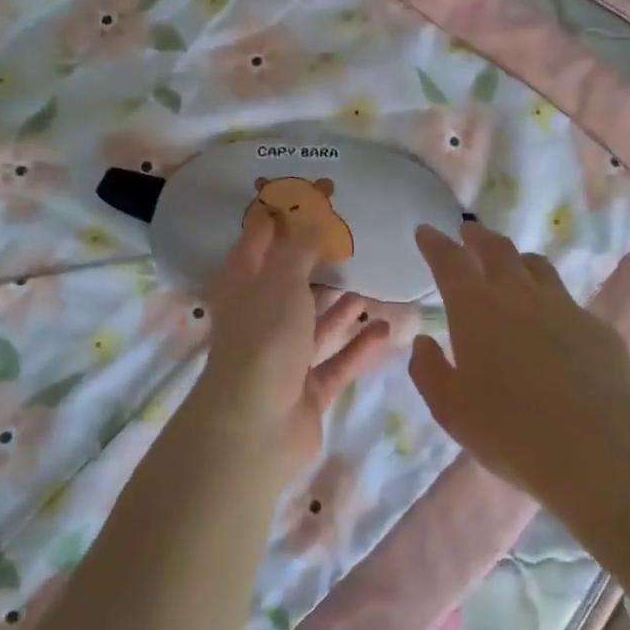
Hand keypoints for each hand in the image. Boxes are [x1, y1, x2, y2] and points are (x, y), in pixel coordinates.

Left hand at [193, 209, 391, 476]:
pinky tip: (387, 330)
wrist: (256, 427)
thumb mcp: (282, 281)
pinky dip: (359, 346)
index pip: (257, 245)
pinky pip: (336, 361)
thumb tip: (310, 217)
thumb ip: (300, 249)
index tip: (308, 202)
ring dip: (341, 309)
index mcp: (242, 289)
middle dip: (318, 269)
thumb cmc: (264, 339)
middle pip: (290, 286)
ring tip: (373, 289)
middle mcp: (259, 320)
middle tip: (352, 248)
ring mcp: (283, 358)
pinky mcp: (306, 389)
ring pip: (315, 326)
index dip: (278, 222)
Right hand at [409, 223, 629, 513]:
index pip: (450, 261)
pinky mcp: (598, 329)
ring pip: (538, 267)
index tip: (426, 231)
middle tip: (468, 233)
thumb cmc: (509, 431)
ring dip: (517, 259)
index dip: (435, 243)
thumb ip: (429, 370)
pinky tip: (552, 324)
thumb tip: (424, 341)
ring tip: (512, 265)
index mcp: (476, 309)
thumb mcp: (451, 409)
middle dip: (478, 238)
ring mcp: (564, 308)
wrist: (598, 451)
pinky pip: (568, 302)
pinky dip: (550, 301)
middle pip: (498, 250)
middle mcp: (519, 296)